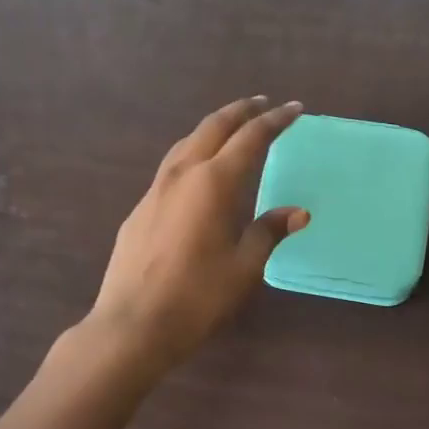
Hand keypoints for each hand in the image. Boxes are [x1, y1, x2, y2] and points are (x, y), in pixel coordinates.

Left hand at [89, 96, 309, 368]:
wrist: (132, 324)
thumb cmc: (197, 296)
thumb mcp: (244, 266)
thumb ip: (268, 232)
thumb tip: (297, 212)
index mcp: (213, 183)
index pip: (250, 138)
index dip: (275, 121)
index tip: (294, 109)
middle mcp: (182, 175)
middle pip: (213, 127)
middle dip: (241, 112)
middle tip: (264, 105)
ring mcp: (155, 190)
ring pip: (187, 143)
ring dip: (213, 128)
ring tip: (232, 129)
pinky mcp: (140, 209)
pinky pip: (172, 167)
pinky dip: (194, 154)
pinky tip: (199, 174)